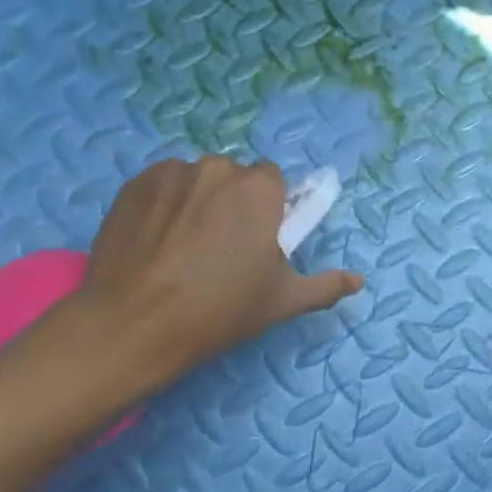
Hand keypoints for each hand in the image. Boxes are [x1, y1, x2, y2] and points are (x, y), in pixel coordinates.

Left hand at [74, 156, 362, 384]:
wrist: (133, 324)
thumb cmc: (218, 310)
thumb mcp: (281, 302)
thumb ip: (325, 285)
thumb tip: (359, 280)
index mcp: (258, 189)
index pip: (271, 181)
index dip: (266, 209)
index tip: (255, 240)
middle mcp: (217, 168)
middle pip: (232, 177)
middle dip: (231, 202)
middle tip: (219, 247)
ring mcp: (170, 173)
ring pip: (194, 180)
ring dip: (195, 200)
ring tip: (180, 246)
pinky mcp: (133, 184)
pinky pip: (160, 186)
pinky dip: (162, 205)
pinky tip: (153, 241)